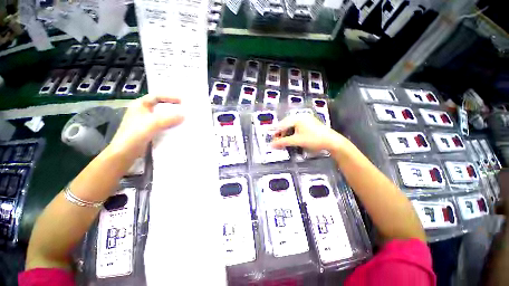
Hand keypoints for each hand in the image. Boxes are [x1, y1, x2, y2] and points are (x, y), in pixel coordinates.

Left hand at [109, 94, 183, 157]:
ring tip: (183, 119)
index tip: (182, 101)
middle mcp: (142, 112)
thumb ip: (169, 118)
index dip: (169, 97)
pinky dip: (170, 126)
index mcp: (140, 105)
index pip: (156, 96)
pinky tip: (177, 129)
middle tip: (185, 110)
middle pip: (160, 107)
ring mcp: (145, 123)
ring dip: (172, 118)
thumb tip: (184, 115)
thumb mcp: (153, 123)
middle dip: (172, 108)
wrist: (125, 153)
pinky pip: (162, 126)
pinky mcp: (148, 132)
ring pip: (162, 117)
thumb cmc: (135, 134)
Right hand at [271, 114, 345, 152]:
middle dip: (280, 132)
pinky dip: (292, 132)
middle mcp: (301, 116)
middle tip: (277, 141)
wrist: (332, 141)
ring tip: (283, 140)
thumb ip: (283, 142)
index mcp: (297, 118)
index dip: (275, 131)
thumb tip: (271, 145)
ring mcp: (306, 119)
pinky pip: (297, 126)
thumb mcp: (296, 141)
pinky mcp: (309, 123)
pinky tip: (292, 137)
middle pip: (286, 124)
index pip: (282, 124)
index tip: (269, 136)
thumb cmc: (313, 139)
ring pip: (291, 125)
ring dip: (286, 133)